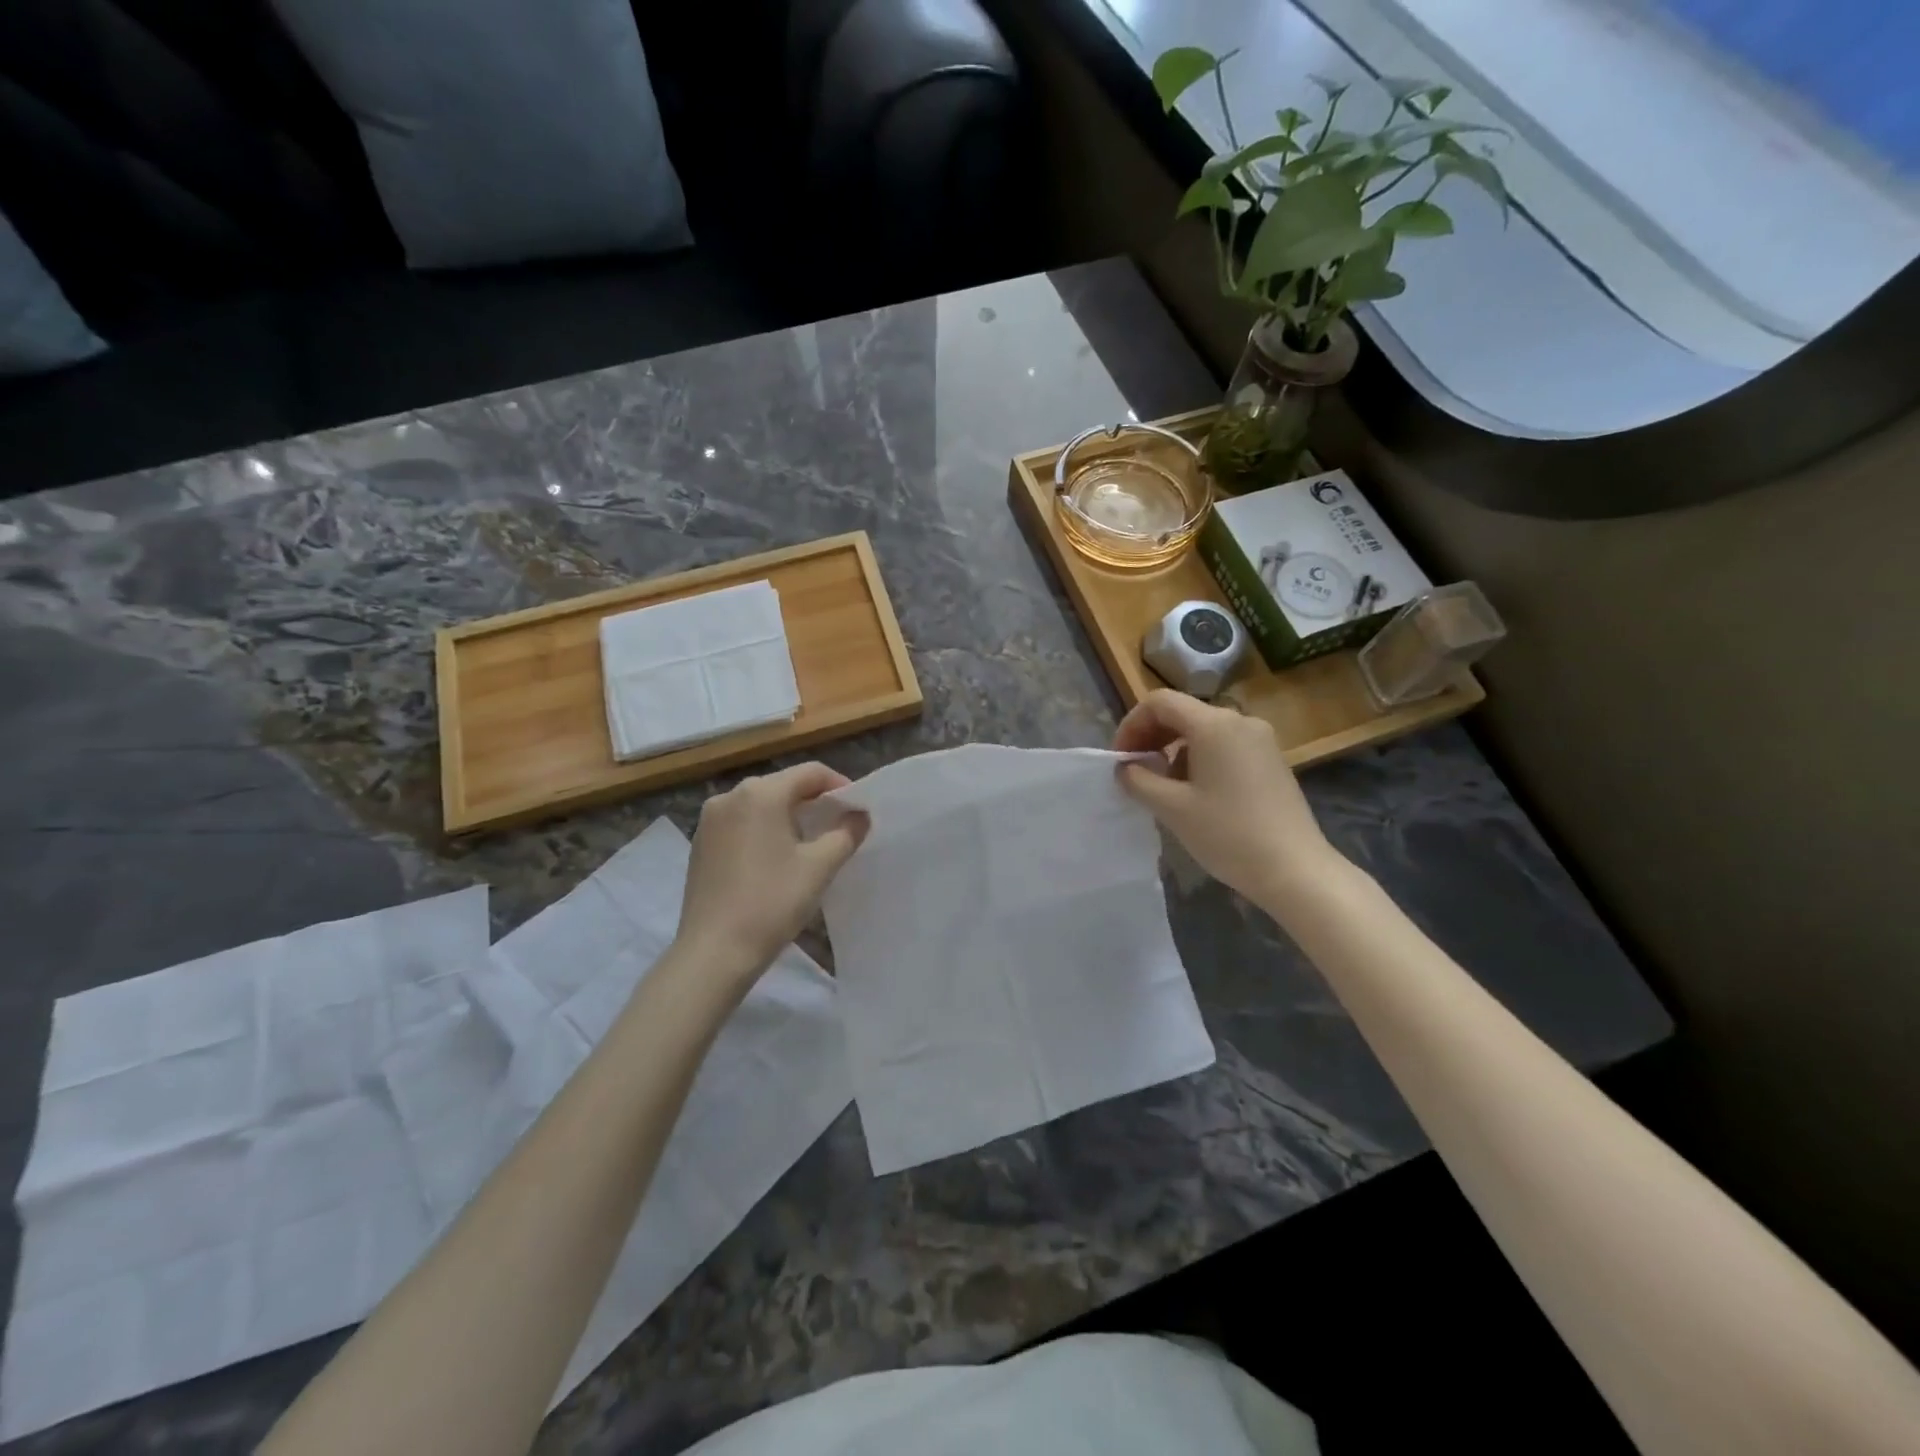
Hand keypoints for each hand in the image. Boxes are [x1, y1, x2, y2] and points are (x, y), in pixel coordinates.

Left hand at [676, 763, 867, 986]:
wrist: (714, 953)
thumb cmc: (772, 903)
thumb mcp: (820, 867)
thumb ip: (846, 833)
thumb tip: (859, 815)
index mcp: (761, 793)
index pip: (811, 773)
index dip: (840, 786)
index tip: (857, 809)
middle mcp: (730, 796)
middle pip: (783, 786)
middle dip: (814, 801)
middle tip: (838, 826)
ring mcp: (709, 821)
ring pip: (760, 805)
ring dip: (788, 816)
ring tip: (809, 844)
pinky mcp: (700, 844)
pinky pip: (740, 824)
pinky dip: (763, 831)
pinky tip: (775, 859)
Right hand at [1114, 690, 1342, 906]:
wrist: (1295, 869)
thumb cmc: (1228, 834)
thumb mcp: (1172, 808)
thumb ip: (1139, 780)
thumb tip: (1125, 768)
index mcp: (1214, 724)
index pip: (1160, 702)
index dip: (1131, 725)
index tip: (1120, 759)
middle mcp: (1239, 721)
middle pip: (1182, 713)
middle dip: (1151, 737)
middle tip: (1134, 771)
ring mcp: (1260, 740)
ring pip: (1202, 731)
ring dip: (1173, 750)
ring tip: (1162, 788)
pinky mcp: (1270, 760)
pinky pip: (1224, 746)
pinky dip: (1198, 759)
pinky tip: (1195, 793)